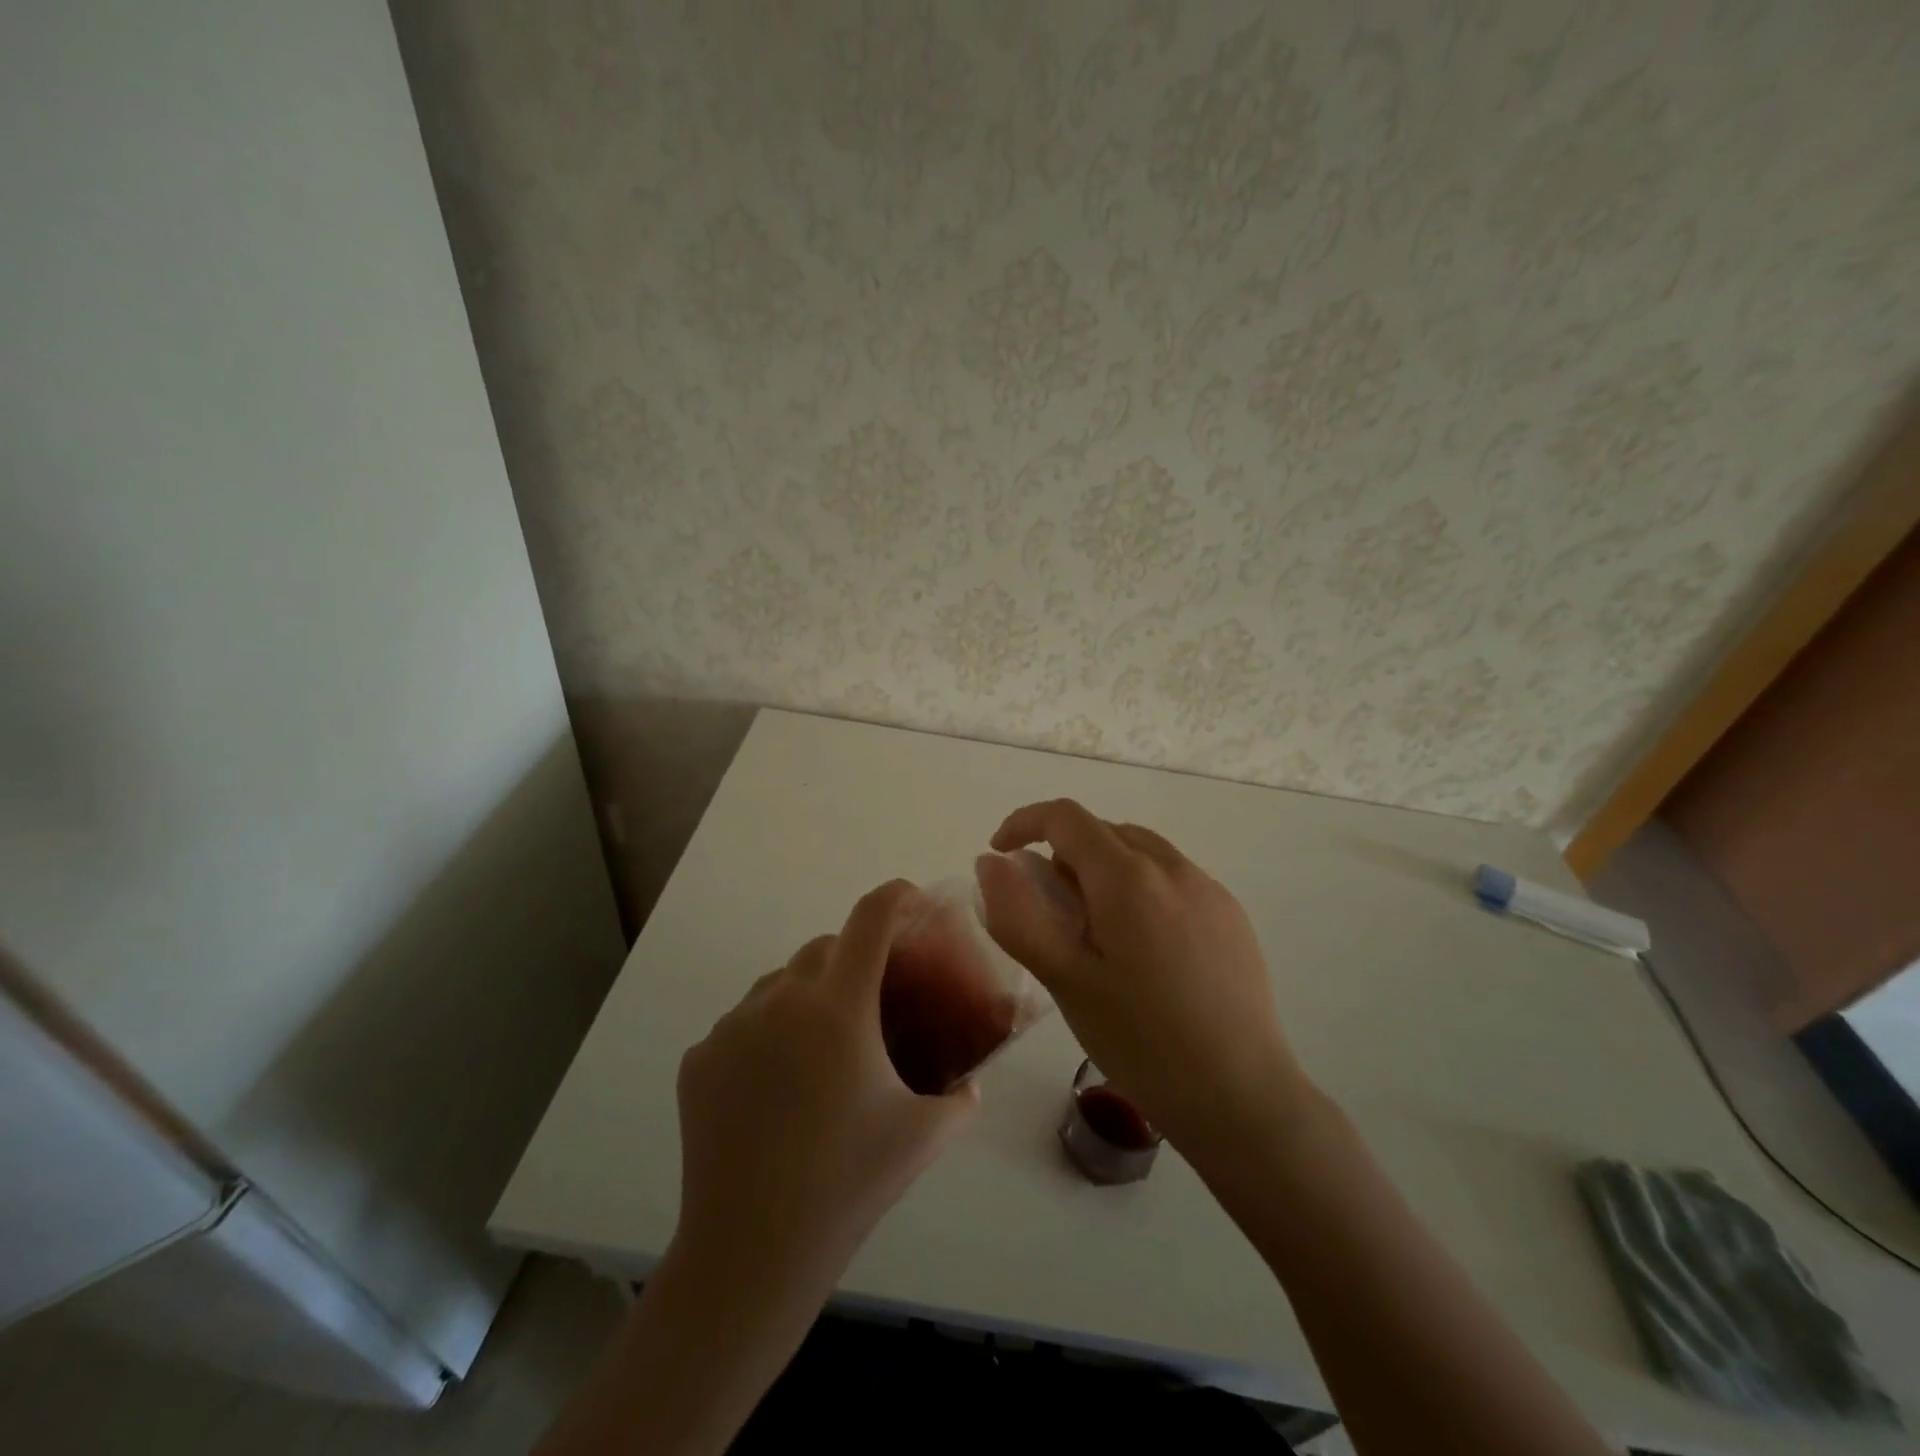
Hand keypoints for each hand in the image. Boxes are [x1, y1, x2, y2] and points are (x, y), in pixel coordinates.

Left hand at [672, 880, 978, 1298]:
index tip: (912, 900)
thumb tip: (971, 1081)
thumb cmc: (849, 1183)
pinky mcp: (698, 1058)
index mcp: (839, 1007)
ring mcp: (731, 1027)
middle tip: (874, 1000)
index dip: (896, 897)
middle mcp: (780, 1000)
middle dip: (855, 957)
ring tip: (822, 1049)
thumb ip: (962, 1098)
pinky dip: (766, 1034)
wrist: (752, 1252)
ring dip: (807, 995)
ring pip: (779, 983)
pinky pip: (742, 1024)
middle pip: (824, 947)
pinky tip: (776, 1086)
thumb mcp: (924, 1136)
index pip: (871, 919)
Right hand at [977, 800, 1311, 1169]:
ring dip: (1104, 869)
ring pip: (1140, 852)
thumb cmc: (1142, 1040)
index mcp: (1129, 877)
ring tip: (1095, 930)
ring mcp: (1209, 889)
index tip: (1000, 854)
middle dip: (1064, 853)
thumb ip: (1018, 915)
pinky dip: (1141, 888)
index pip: (1066, 817)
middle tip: (1049, 908)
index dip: (1024, 823)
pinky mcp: (1232, 915)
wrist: (1242, 1097)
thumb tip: (991, 863)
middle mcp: (1174, 867)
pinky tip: (1143, 949)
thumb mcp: (1065, 981)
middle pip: (1104, 831)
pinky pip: (1173, 878)